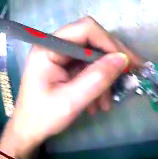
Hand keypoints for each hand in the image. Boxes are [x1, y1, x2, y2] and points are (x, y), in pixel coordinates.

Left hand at [0, 17, 141, 158]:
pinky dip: (95, 83)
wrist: (29, 129)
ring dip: (102, 78)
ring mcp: (58, 55)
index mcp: (49, 46)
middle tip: (128, 77)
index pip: (85, 29)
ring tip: (106, 103)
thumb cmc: (43, 116)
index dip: (109, 43)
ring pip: (90, 57)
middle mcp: (54, 45)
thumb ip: (96, 79)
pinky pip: (84, 68)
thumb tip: (123, 59)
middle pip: (90, 41)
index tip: (127, 63)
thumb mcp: (70, 101)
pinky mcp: (61, 66)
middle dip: (110, 61)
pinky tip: (97, 103)